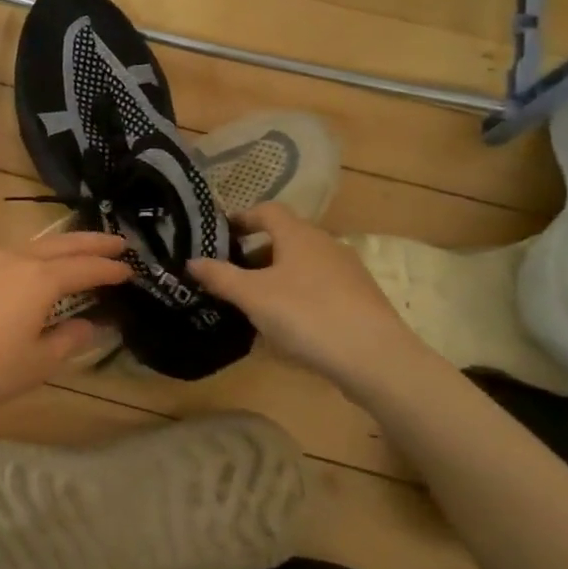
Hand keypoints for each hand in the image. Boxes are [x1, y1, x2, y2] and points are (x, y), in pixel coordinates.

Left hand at [0, 231, 131, 422]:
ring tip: (83, 252)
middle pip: (63, 244)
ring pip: (37, 245)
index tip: (132, 270)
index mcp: (39, 279)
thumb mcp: (35, 365)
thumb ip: (69, 340)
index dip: (110, 269)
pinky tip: (38, 269)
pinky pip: (15, 253)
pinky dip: (39, 255)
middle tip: (119, 244)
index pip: (86, 268)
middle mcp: (17, 259)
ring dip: (65, 246)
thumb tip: (93, 324)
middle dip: (93, 243)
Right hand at [190, 203, 427, 401]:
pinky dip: (299, 294)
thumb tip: (191, 261)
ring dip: (277, 275)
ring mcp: (348, 270)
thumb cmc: (306, 315)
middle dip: (256, 253)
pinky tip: (290, 323)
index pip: (266, 210)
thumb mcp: (252, 297)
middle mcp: (325, 243)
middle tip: (232, 275)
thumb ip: (220, 276)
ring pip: (303, 263)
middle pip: (285, 237)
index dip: (242, 218)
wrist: (376, 358)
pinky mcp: (361, 298)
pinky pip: (320, 286)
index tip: (221, 235)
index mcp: (298, 234)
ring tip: (256, 303)